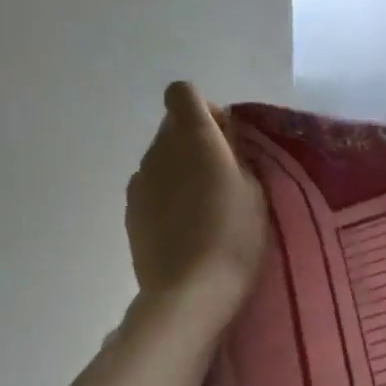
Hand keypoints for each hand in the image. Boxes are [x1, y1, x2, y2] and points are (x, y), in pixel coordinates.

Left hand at [125, 81, 267, 314]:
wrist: (189, 292)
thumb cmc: (234, 235)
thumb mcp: (255, 189)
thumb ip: (236, 154)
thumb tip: (222, 139)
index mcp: (193, 137)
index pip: (182, 93)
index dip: (204, 108)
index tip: (224, 136)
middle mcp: (159, 150)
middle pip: (172, 126)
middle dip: (195, 139)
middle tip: (221, 173)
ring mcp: (140, 181)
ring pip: (161, 158)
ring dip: (180, 168)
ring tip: (203, 205)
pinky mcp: (130, 211)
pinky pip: (151, 186)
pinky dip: (166, 194)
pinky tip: (184, 225)